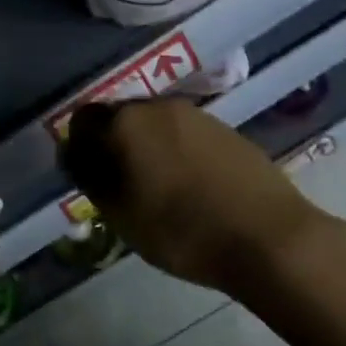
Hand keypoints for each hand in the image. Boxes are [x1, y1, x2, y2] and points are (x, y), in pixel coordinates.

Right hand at [62, 99, 329, 295]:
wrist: (270, 238)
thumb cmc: (181, 230)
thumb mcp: (120, 214)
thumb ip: (90, 178)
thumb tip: (75, 155)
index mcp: (124, 123)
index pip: (82, 121)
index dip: (80, 149)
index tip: (88, 179)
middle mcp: (157, 107)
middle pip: (120, 119)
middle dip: (114, 146)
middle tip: (121, 186)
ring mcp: (196, 115)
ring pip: (155, 126)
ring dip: (148, 149)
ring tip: (159, 190)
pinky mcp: (227, 130)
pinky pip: (186, 135)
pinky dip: (178, 154)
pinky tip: (192, 187)